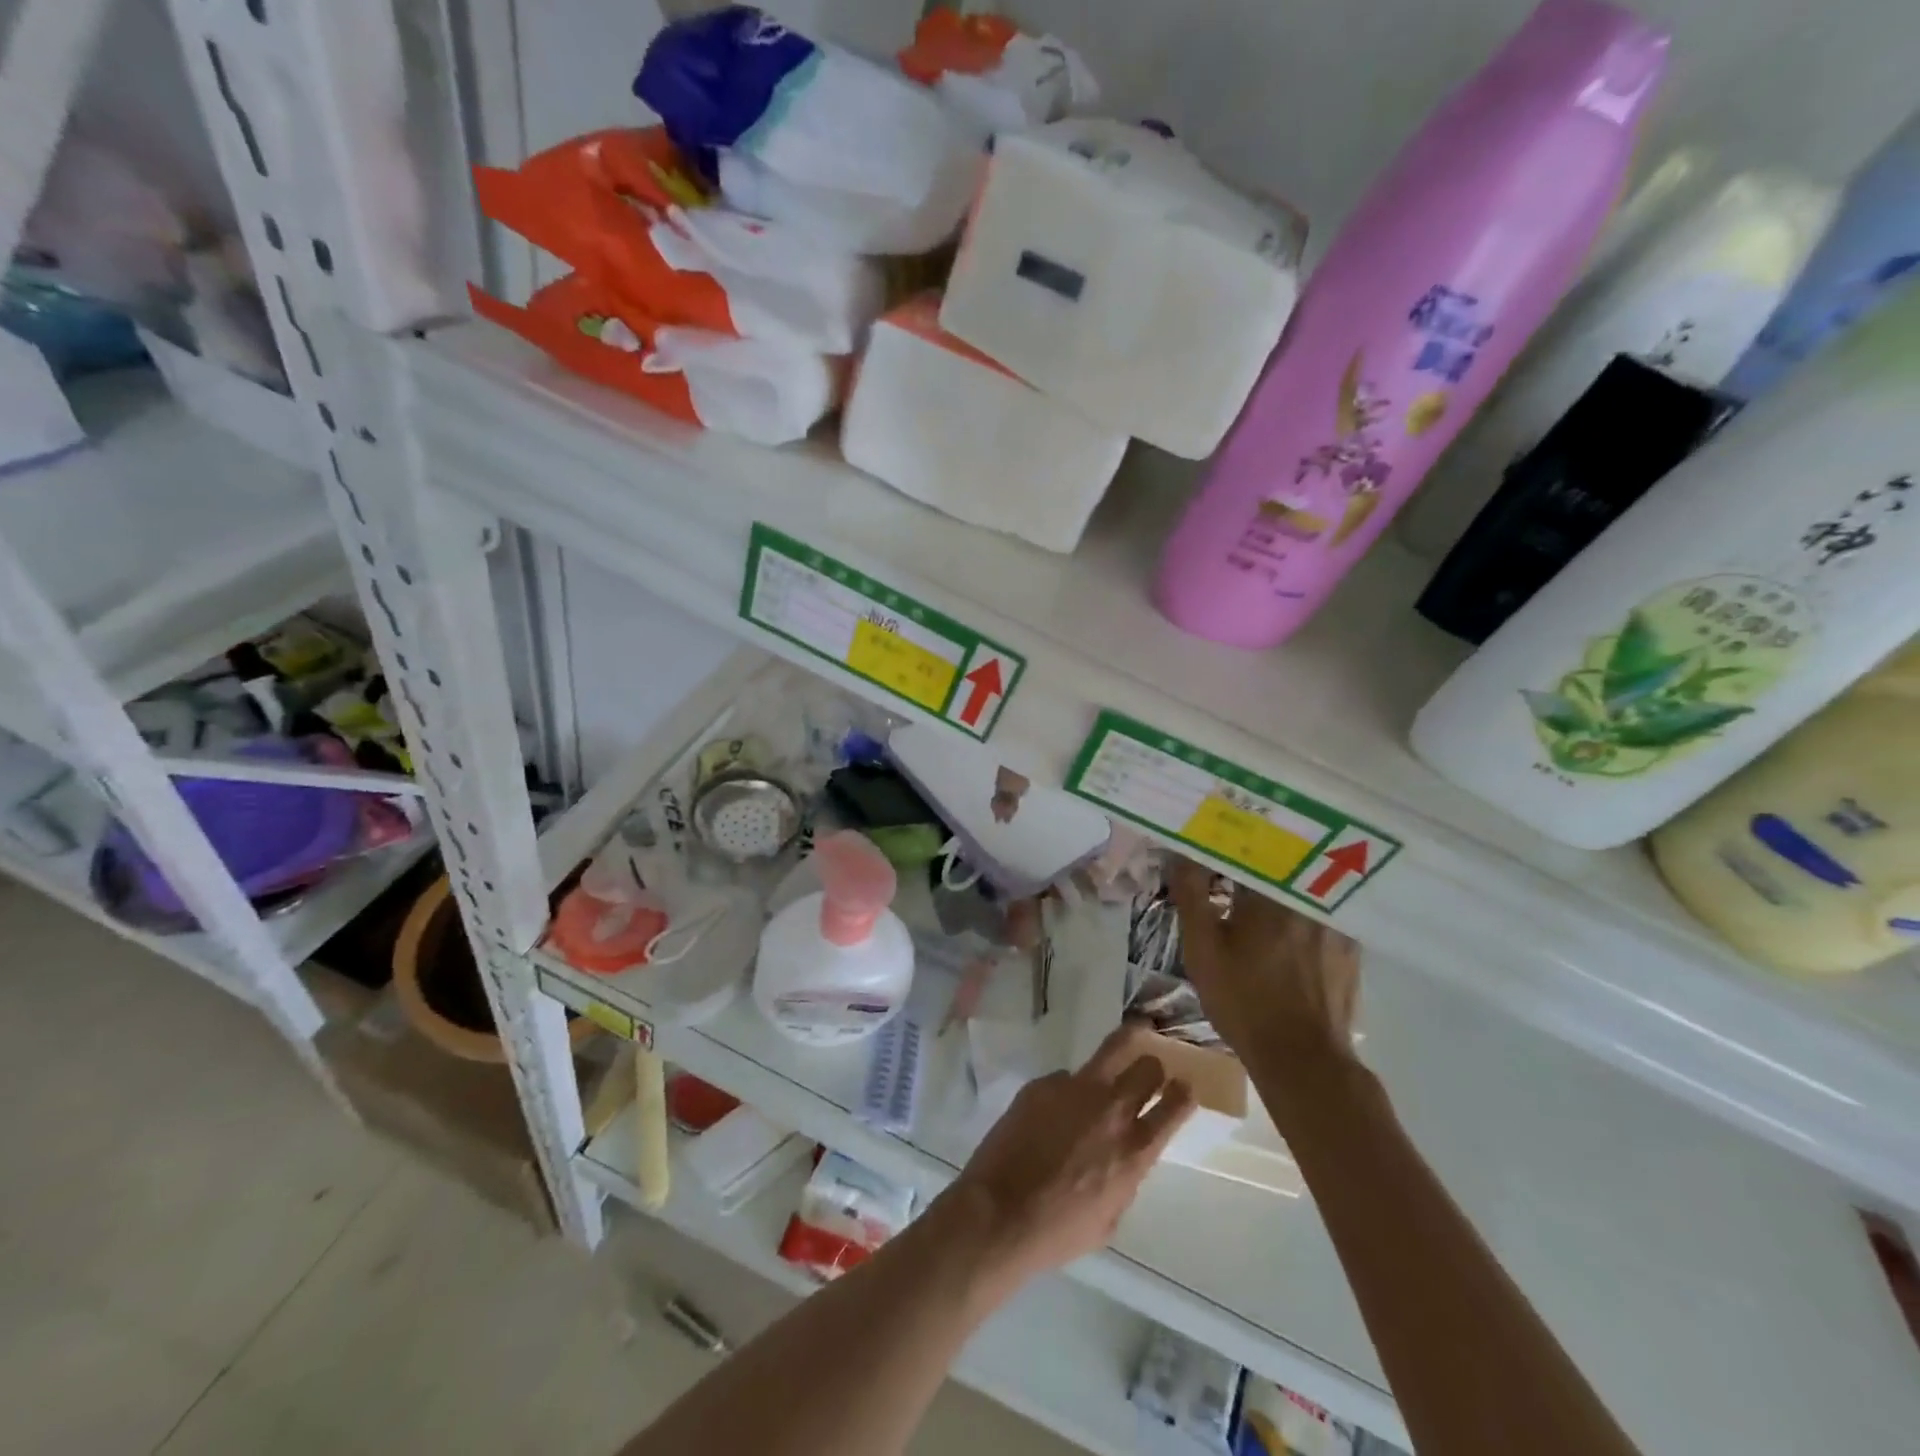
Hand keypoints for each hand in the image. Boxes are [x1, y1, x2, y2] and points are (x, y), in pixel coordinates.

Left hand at [939, 1027, 1194, 1285]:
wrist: (1000, 1212)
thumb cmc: (1057, 1230)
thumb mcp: (1109, 1218)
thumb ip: (1124, 1178)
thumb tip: (1122, 1155)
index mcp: (1135, 1150)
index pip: (1176, 1106)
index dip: (1183, 1093)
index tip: (1184, 1087)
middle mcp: (1112, 1111)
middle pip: (1148, 1068)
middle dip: (1152, 1068)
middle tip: (1148, 1071)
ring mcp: (1076, 1089)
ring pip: (1114, 1048)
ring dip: (1128, 1043)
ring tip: (1134, 1031)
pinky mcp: (1044, 1083)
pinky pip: (1066, 1077)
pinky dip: (1069, 1088)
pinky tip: (1054, 1108)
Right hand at [1166, 856, 1360, 1064]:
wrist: (1303, 1061)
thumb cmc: (1244, 1002)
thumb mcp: (1202, 950)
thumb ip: (1191, 895)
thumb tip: (1180, 851)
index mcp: (1271, 893)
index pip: (1248, 846)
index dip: (1227, 839)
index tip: (1210, 837)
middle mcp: (1310, 897)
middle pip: (1280, 858)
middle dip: (1255, 851)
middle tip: (1232, 854)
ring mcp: (1337, 920)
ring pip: (1304, 881)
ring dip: (1282, 875)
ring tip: (1259, 879)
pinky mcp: (1351, 944)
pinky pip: (1324, 907)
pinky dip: (1304, 903)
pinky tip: (1289, 916)